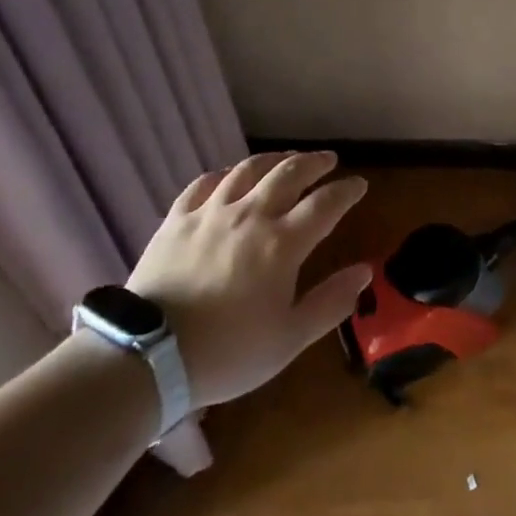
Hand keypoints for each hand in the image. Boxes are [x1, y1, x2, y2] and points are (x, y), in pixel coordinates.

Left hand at [127, 151, 369, 407]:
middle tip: (328, 160)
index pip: (325, 204)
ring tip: (287, 159)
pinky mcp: (177, 219)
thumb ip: (331, 301)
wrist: (149, 356)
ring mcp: (210, 213)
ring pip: (248, 169)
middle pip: (289, 174)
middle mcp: (250, 215)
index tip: (359, 184)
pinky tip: (230, 176)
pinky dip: (225, 174)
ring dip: (274, 160)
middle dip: (314, 163)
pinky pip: (204, 183)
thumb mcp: (290, 338)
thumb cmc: (229, 351)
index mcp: (282, 243)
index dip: (346, 191)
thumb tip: (365, 270)